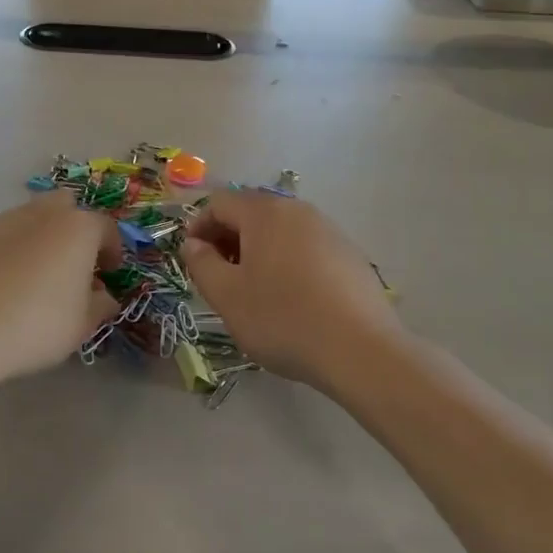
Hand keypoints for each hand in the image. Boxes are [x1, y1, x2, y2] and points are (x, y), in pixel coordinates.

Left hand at [0, 194, 120, 387]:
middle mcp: (41, 213)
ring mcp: (1, 219)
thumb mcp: (81, 325)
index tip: (110, 273)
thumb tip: (104, 296)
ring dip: (38, 238)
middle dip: (73, 228)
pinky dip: (5, 251)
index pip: (106, 228)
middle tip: (72, 263)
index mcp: (77, 228)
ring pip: (29, 218)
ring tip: (33, 275)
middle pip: (65, 207)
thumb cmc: (35, 325)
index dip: (112, 250)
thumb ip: (100, 305)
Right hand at [181, 192, 401, 391]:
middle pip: (252, 212)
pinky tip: (290, 298)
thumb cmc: (283, 319)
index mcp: (264, 212)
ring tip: (253, 289)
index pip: (219, 203)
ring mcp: (329, 231)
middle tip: (218, 275)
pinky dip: (287, 261)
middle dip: (228, 238)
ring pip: (281, 230)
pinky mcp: (350, 255)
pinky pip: (306, 247)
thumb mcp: (227, 296)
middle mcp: (298, 210)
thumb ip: (201, 264)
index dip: (198, 226)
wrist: (361, 350)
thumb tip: (193, 244)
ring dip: (258, 250)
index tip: (192, 258)